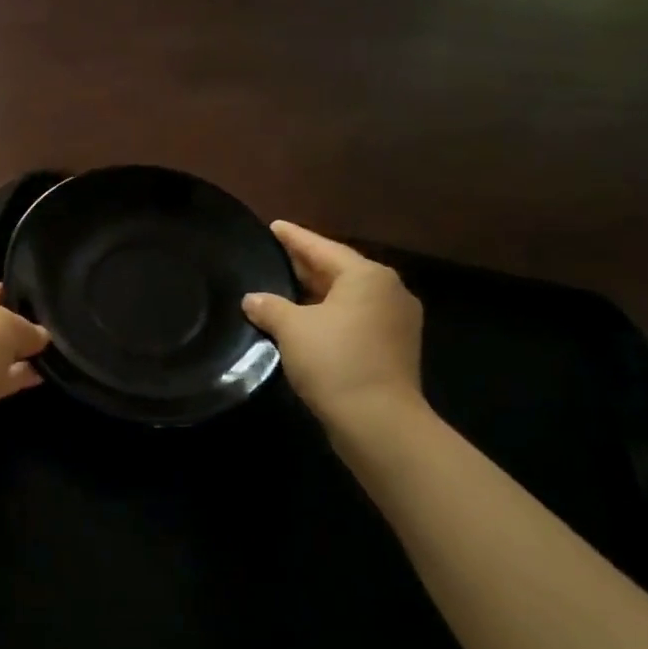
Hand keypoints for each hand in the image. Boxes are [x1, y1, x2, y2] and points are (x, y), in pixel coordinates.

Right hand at [242, 222, 424, 429]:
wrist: (379, 422)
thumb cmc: (335, 361)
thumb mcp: (292, 329)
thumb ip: (269, 306)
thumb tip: (252, 299)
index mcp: (367, 276)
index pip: (322, 247)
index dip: (294, 237)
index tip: (274, 226)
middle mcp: (388, 291)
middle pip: (338, 270)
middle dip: (305, 265)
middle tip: (274, 255)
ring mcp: (395, 322)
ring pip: (347, 297)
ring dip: (316, 293)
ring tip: (284, 287)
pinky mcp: (393, 349)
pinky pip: (354, 319)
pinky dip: (329, 315)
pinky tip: (304, 321)